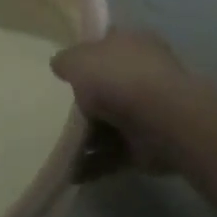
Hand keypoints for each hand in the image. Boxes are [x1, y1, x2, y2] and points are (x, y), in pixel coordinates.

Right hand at [52, 28, 195, 174]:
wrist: (160, 120)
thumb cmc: (118, 78)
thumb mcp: (78, 60)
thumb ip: (66, 61)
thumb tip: (60, 64)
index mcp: (131, 43)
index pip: (106, 44)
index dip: (85, 54)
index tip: (63, 69)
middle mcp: (142, 73)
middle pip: (107, 85)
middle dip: (85, 100)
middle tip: (55, 111)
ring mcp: (147, 111)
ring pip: (110, 122)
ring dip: (87, 137)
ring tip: (57, 147)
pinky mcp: (147, 145)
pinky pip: (114, 154)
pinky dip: (94, 163)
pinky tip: (70, 172)